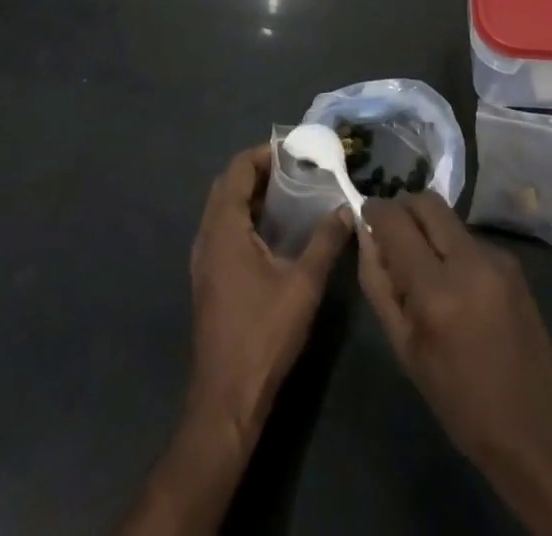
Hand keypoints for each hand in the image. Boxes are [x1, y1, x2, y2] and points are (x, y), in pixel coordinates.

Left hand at [187, 145, 353, 451]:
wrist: (226, 400)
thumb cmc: (263, 334)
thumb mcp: (303, 284)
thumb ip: (326, 241)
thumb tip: (347, 208)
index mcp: (223, 228)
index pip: (237, 169)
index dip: (264, 154)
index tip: (295, 151)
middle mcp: (207, 236)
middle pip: (227, 185)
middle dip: (259, 171)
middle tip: (296, 169)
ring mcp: (204, 259)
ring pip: (224, 209)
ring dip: (252, 194)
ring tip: (291, 193)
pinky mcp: (208, 279)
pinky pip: (224, 230)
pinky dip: (246, 217)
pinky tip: (275, 232)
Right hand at [357, 192, 551, 470]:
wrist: (536, 426)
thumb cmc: (459, 400)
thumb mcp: (404, 349)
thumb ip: (379, 284)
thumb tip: (366, 235)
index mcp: (436, 292)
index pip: (396, 221)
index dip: (375, 210)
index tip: (365, 214)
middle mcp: (469, 261)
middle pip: (427, 201)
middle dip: (403, 207)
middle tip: (390, 231)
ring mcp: (496, 257)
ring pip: (448, 218)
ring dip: (427, 228)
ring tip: (421, 264)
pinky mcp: (512, 261)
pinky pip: (468, 238)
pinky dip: (451, 247)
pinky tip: (453, 282)